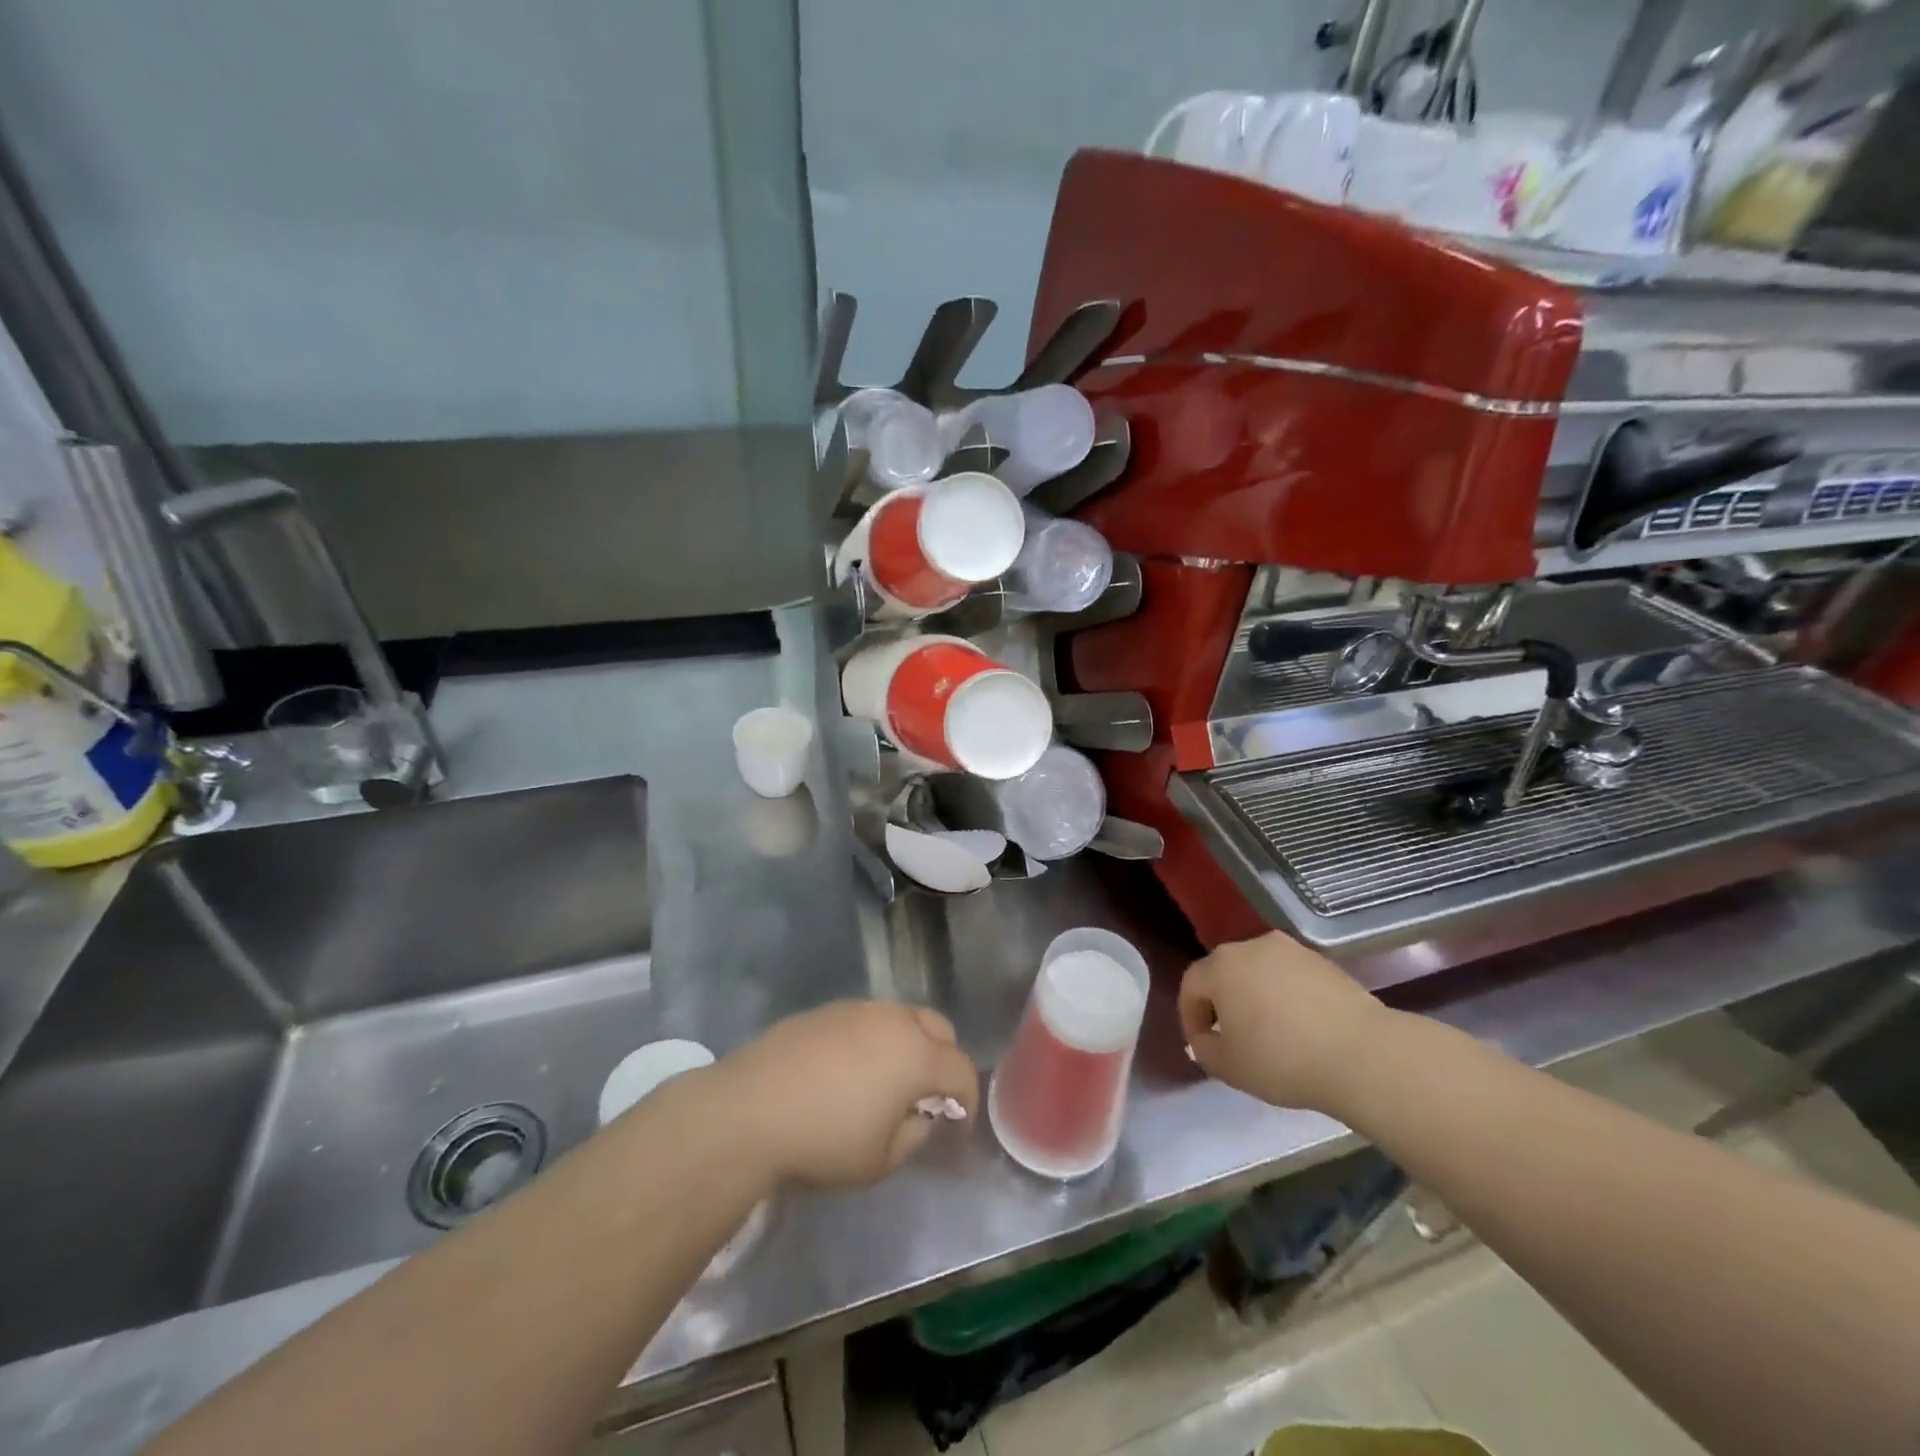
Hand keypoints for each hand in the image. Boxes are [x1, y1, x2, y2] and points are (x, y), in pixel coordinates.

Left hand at [712, 1001, 979, 1187]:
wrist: (750, 1109)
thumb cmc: (825, 1139)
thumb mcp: (881, 1160)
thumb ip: (914, 1134)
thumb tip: (920, 1116)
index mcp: (917, 1055)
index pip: (961, 1070)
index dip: (967, 1099)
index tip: (956, 1124)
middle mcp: (894, 1020)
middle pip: (939, 1029)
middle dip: (942, 1060)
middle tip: (926, 1096)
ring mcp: (858, 1009)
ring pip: (902, 1018)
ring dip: (908, 1045)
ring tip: (886, 1081)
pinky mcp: (826, 1010)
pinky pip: (866, 1020)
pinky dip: (872, 1040)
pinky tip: (847, 1071)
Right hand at [1178, 932, 1391, 1113]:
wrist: (1361, 1053)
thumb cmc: (1282, 1059)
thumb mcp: (1229, 1067)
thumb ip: (1204, 1050)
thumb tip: (1205, 1040)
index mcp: (1220, 966)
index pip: (1191, 985)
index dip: (1191, 1017)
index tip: (1203, 1046)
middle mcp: (1250, 946)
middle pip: (1224, 972)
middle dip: (1222, 1003)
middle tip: (1232, 1037)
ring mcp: (1290, 950)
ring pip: (1258, 971)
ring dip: (1255, 996)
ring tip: (1269, 1032)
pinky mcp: (1322, 961)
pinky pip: (1290, 976)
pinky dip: (1286, 996)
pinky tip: (1300, 1027)